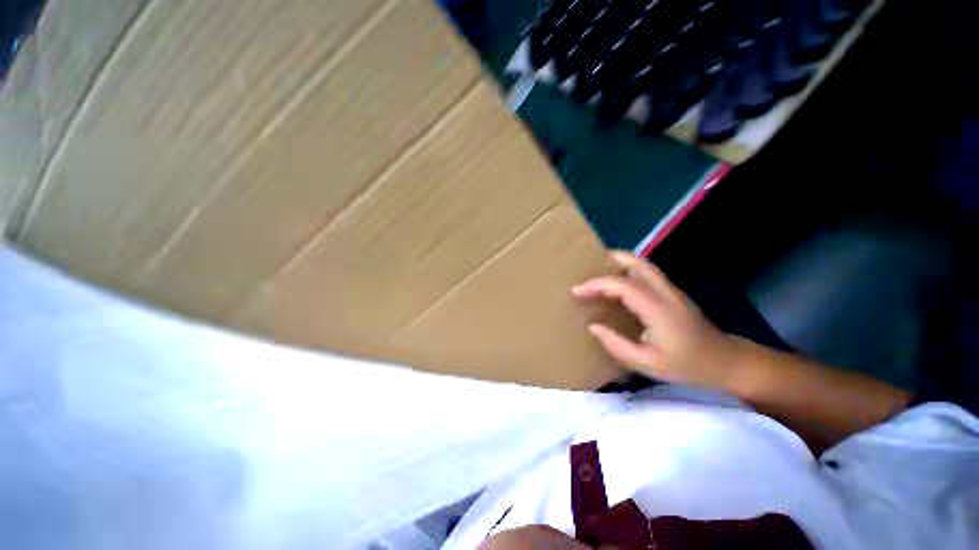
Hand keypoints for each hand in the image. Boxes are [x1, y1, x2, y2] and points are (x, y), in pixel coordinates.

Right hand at [572, 252, 742, 390]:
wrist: (727, 362)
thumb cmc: (688, 366)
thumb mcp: (648, 364)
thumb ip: (617, 345)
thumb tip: (594, 327)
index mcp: (658, 310)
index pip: (622, 286)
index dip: (596, 285)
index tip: (576, 291)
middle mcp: (666, 293)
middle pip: (639, 263)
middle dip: (612, 260)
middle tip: (591, 264)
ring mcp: (673, 291)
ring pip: (645, 265)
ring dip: (622, 263)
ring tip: (601, 270)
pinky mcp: (674, 293)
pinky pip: (649, 274)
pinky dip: (630, 271)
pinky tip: (620, 283)